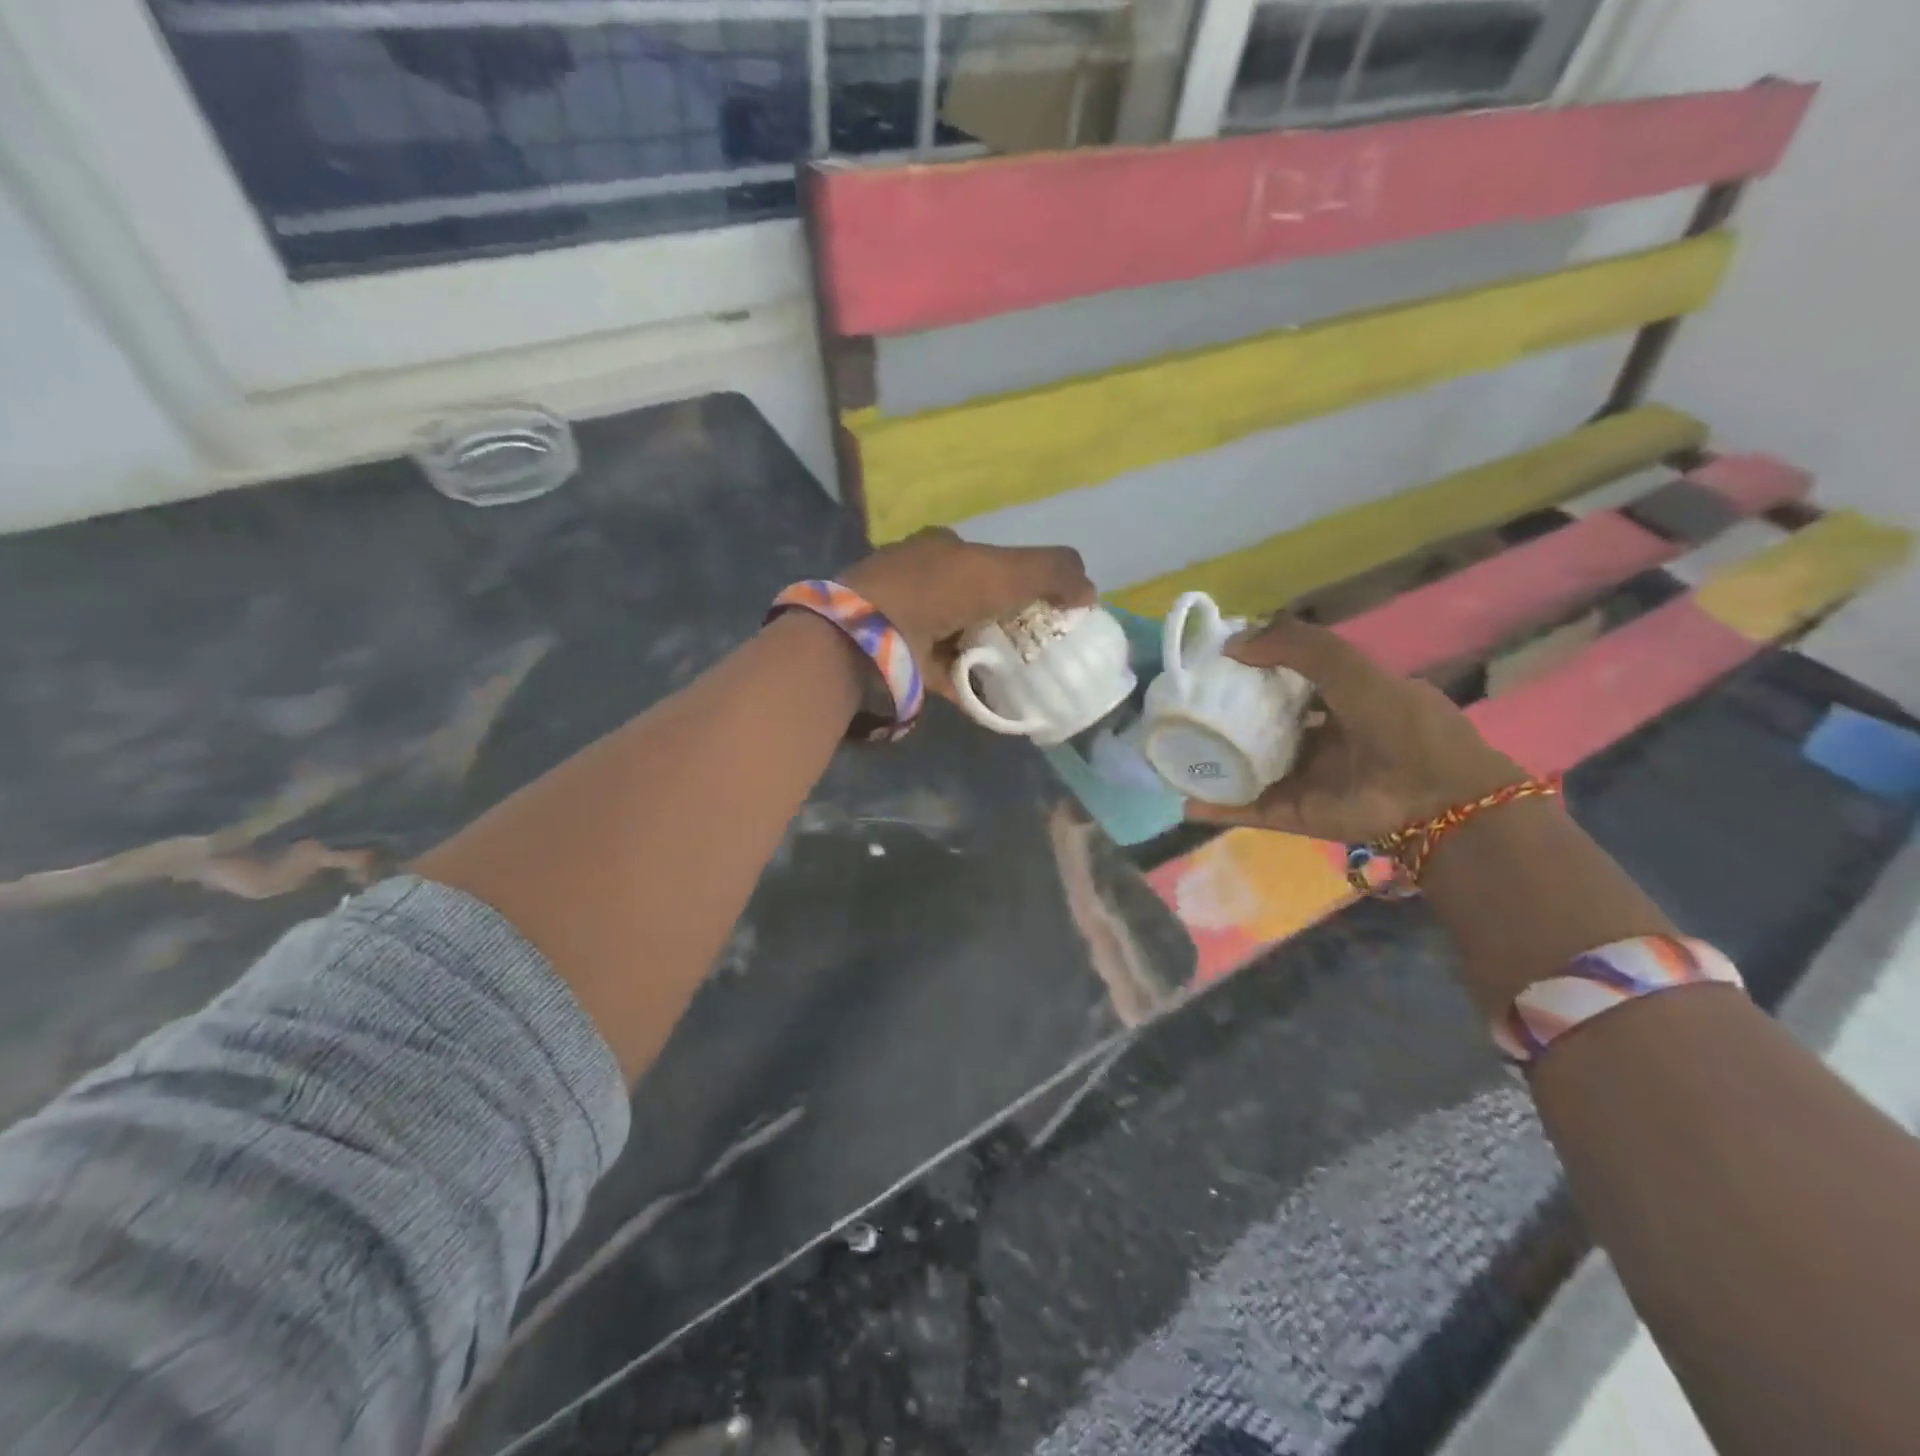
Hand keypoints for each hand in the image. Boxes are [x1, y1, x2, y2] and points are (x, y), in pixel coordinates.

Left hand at [841, 528, 1095, 699]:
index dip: (1022, 580)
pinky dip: (968, 684)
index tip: (1048, 608)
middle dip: (1007, 620)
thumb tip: (1091, 592)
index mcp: (942, 549)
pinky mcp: (899, 658)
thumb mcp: (1005, 570)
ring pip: (959, 636)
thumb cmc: (938, 591)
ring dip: (988, 652)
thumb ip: (1053, 571)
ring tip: (1024, 674)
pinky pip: (944, 673)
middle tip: (1041, 646)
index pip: (990, 560)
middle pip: (975, 600)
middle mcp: (921, 580)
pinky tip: (995, 699)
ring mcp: (906, 621)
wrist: (868, 635)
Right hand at [1186, 615, 1525, 843]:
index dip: (1251, 668)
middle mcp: (1319, 738)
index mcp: (1340, 700)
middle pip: (1262, 723)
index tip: (1212, 662)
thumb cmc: (1398, 724)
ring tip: (1171, 749)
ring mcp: (1303, 777)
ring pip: (1249, 766)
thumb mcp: (1352, 668)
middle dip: (1226, 715)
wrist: (1434, 798)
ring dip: (1214, 760)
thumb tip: (1232, 644)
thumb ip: (1297, 646)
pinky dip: (1217, 807)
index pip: (1286, 679)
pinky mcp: (1293, 812)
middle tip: (1184, 704)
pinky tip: (1184, 799)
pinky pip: (1247, 808)